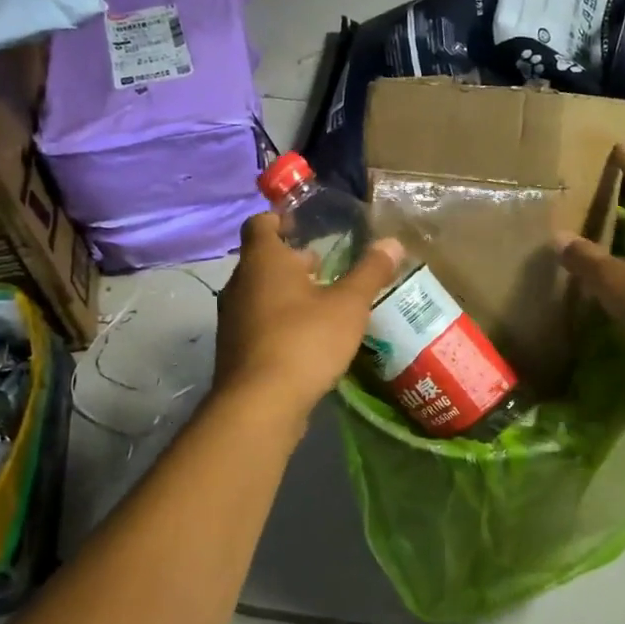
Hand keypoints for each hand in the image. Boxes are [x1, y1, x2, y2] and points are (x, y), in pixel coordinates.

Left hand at [214, 213, 401, 421]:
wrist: (260, 404)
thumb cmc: (305, 340)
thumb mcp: (349, 305)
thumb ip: (370, 272)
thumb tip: (392, 242)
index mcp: (263, 261)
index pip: (260, 224)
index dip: (279, 219)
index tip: (302, 224)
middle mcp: (240, 283)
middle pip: (262, 260)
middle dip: (292, 261)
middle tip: (324, 267)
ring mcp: (232, 318)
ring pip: (259, 293)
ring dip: (286, 293)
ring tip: (321, 303)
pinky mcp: (234, 350)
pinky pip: (258, 323)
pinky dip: (279, 321)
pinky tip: (307, 339)